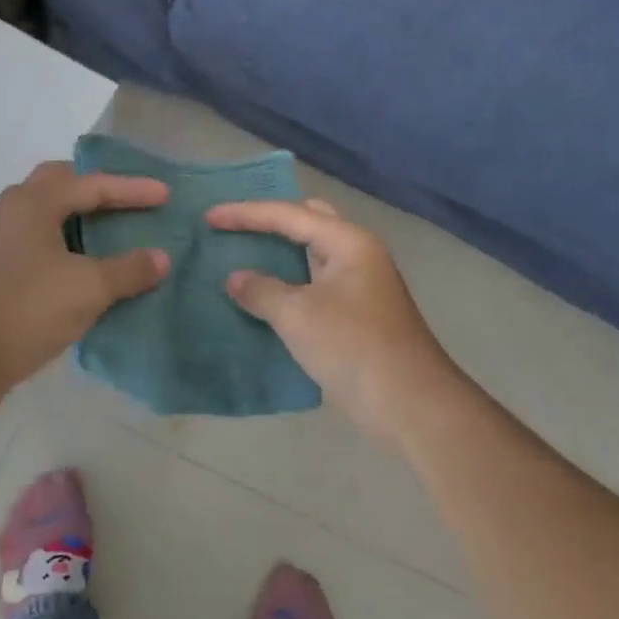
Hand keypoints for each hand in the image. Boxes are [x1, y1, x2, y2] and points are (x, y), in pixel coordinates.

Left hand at [0, 161, 170, 397]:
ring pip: (47, 214)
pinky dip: (66, 243)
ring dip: (79, 217)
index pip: (93, 184)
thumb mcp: (87, 288)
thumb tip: (161, 257)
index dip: (133, 189)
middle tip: (128, 200)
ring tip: (112, 231)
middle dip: (96, 188)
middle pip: (60, 184)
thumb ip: (128, 270)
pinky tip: (85, 266)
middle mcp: (12, 211)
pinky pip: (39, 241)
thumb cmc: (25, 309)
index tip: (167, 195)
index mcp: (34, 202)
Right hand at [208, 198, 458, 449]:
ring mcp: (359, 285)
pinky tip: (262, 295)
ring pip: (311, 256)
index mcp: (348, 242)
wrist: (410, 405)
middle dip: (270, 221)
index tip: (209, 217)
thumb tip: (235, 279)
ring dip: (278, 255)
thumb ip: (261, 290)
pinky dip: (288, 284)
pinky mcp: (356, 315)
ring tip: (240, 254)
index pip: (289, 214)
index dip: (246, 214)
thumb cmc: (353, 348)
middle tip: (232, 226)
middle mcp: (357, 255)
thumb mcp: (298, 316)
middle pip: (308, 223)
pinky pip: (314, 285)